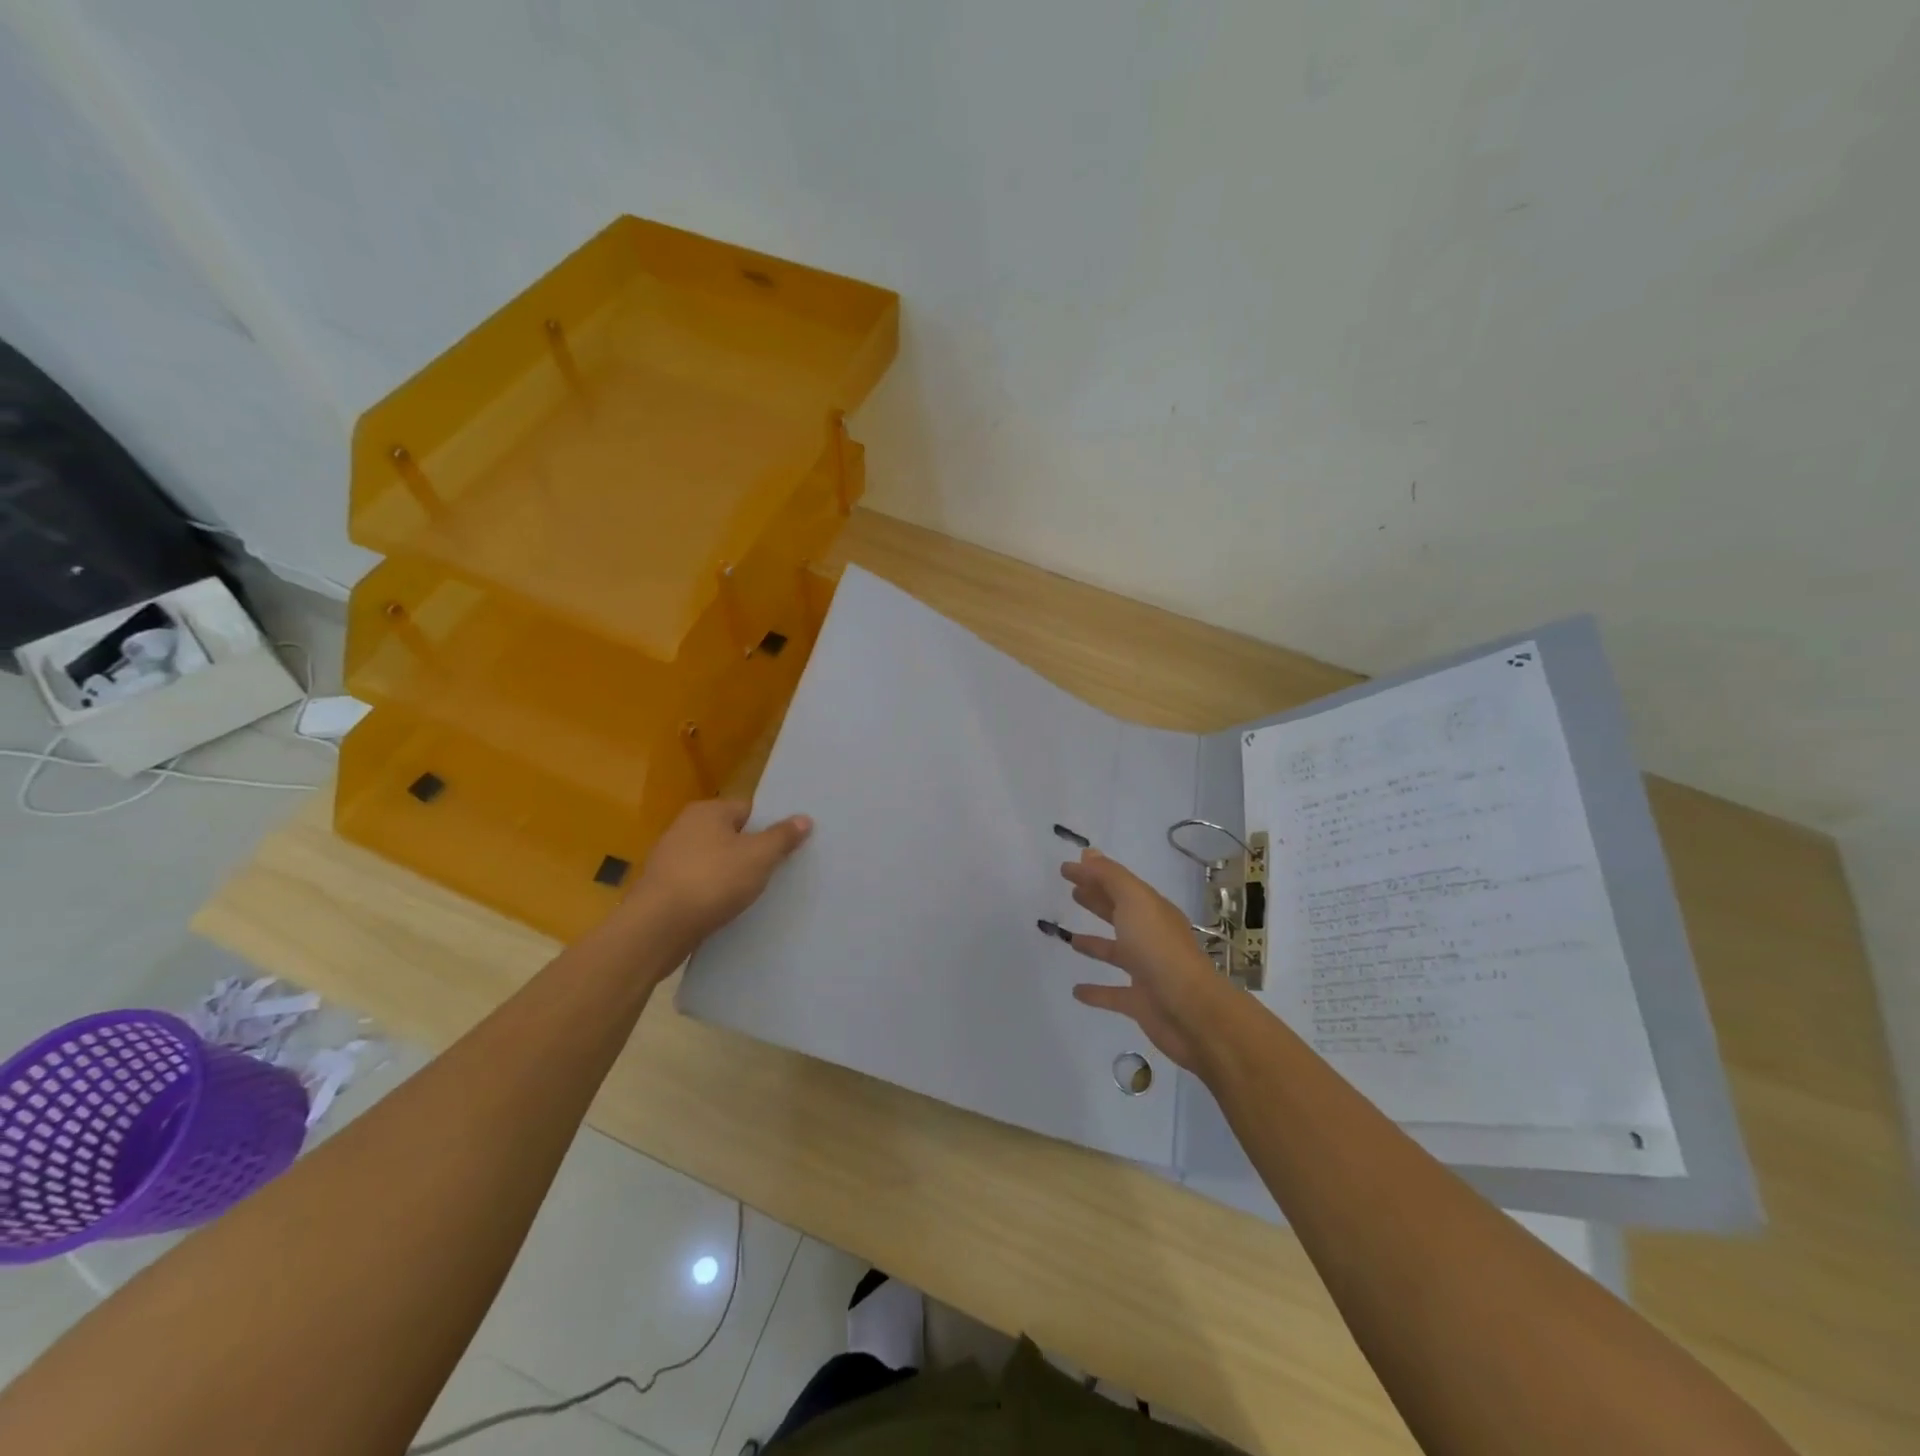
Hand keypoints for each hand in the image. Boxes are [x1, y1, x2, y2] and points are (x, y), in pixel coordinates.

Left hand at [623, 798, 811, 955]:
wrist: (658, 928)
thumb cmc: (712, 880)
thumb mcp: (759, 856)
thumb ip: (782, 837)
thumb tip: (804, 818)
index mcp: (707, 811)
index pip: (749, 810)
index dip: (769, 828)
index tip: (786, 848)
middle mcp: (684, 827)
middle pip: (731, 835)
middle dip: (751, 852)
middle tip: (776, 872)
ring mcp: (670, 858)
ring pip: (715, 861)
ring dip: (731, 875)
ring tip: (754, 894)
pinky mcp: (663, 888)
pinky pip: (699, 883)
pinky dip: (713, 893)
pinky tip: (726, 908)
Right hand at [1057, 848, 1238, 1072]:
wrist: (1190, 1010)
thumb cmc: (1158, 949)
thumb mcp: (1134, 901)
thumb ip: (1110, 877)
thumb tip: (1088, 853)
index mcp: (1151, 910)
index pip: (1119, 885)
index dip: (1093, 874)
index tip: (1065, 869)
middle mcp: (1151, 937)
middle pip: (1120, 914)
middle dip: (1097, 901)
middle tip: (1072, 892)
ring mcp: (1146, 971)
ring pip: (1116, 952)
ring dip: (1095, 944)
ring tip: (1070, 939)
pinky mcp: (1140, 1003)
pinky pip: (1113, 994)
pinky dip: (1096, 991)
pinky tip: (1076, 990)